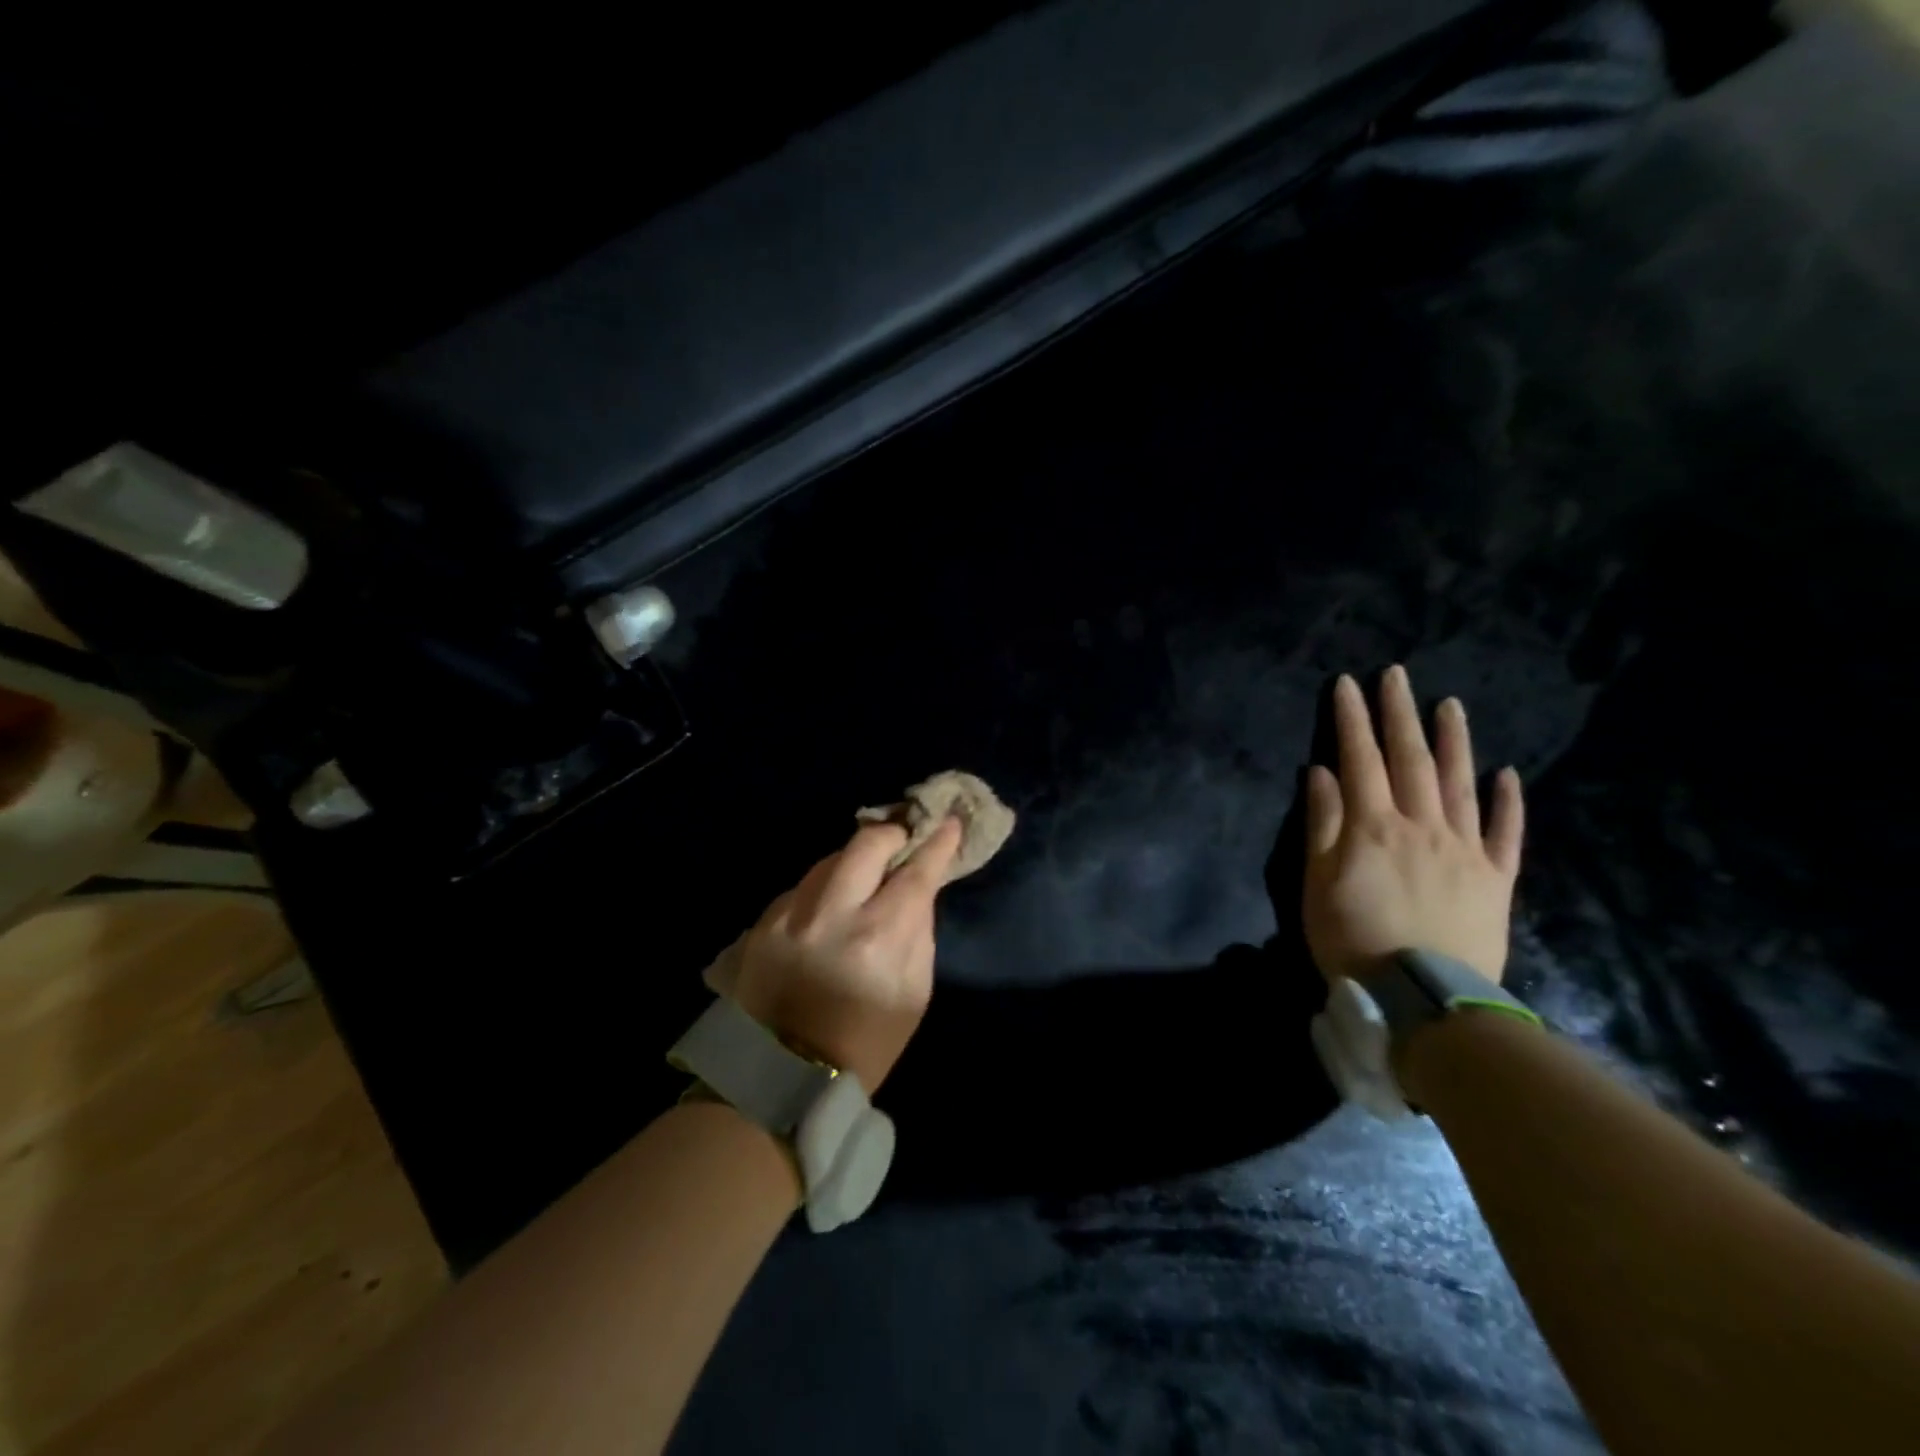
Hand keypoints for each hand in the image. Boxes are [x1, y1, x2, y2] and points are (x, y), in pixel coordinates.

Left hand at [729, 817, 963, 1092]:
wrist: (783, 1077)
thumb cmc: (866, 1042)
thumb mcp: (914, 993)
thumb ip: (919, 930)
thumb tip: (920, 887)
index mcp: (879, 938)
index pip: (916, 872)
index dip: (937, 843)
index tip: (949, 822)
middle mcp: (833, 914)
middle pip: (867, 843)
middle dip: (892, 834)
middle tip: (903, 841)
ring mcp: (792, 914)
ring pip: (831, 857)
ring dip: (855, 859)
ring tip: (866, 874)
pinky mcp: (763, 922)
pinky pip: (803, 885)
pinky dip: (824, 887)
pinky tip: (829, 906)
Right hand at [1302, 666, 1523, 984]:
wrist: (1424, 1000)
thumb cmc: (1353, 939)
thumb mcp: (1317, 883)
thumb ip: (1322, 824)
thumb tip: (1322, 772)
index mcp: (1373, 826)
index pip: (1359, 759)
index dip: (1352, 720)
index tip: (1348, 684)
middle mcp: (1421, 825)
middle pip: (1410, 759)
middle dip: (1399, 714)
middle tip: (1397, 675)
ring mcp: (1464, 849)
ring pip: (1460, 783)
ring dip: (1453, 741)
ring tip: (1449, 705)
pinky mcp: (1495, 878)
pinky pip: (1506, 833)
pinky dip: (1507, 802)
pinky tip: (1508, 774)